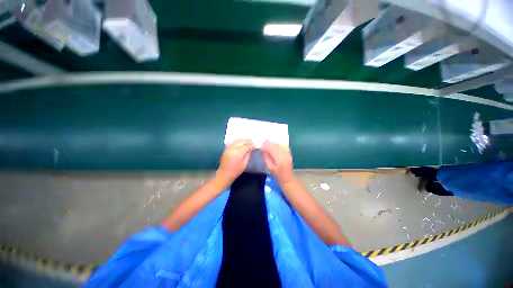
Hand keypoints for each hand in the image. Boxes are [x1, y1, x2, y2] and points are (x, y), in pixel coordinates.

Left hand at [217, 139, 254, 183]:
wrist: (224, 174)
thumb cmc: (236, 171)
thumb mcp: (244, 164)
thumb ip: (248, 154)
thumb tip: (252, 148)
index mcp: (238, 153)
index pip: (246, 146)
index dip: (251, 144)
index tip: (255, 144)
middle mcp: (233, 148)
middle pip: (241, 141)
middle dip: (248, 141)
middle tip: (253, 141)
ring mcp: (228, 148)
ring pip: (237, 140)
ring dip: (243, 139)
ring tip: (248, 139)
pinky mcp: (226, 148)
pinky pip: (233, 142)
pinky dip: (238, 140)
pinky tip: (241, 141)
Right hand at [261, 140, 294, 184]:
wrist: (287, 178)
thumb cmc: (277, 175)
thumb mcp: (269, 168)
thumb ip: (266, 158)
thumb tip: (263, 150)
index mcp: (279, 159)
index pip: (271, 149)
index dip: (265, 146)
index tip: (261, 146)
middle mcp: (284, 155)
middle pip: (276, 145)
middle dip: (269, 143)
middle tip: (263, 142)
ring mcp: (287, 153)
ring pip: (279, 144)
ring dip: (273, 142)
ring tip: (267, 142)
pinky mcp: (289, 153)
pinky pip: (283, 145)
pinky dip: (278, 144)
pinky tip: (274, 144)